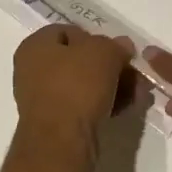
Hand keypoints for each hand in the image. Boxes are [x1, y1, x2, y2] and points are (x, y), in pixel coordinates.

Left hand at [12, 26, 135, 142]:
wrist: (61, 141)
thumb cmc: (76, 85)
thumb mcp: (103, 52)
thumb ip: (115, 45)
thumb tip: (122, 46)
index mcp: (35, 45)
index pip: (68, 31)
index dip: (96, 37)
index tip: (118, 51)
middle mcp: (33, 69)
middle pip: (79, 59)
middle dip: (111, 66)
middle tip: (134, 75)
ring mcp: (42, 98)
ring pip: (84, 84)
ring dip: (112, 86)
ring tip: (138, 94)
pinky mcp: (55, 122)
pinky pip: (83, 105)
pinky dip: (104, 103)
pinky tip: (125, 108)